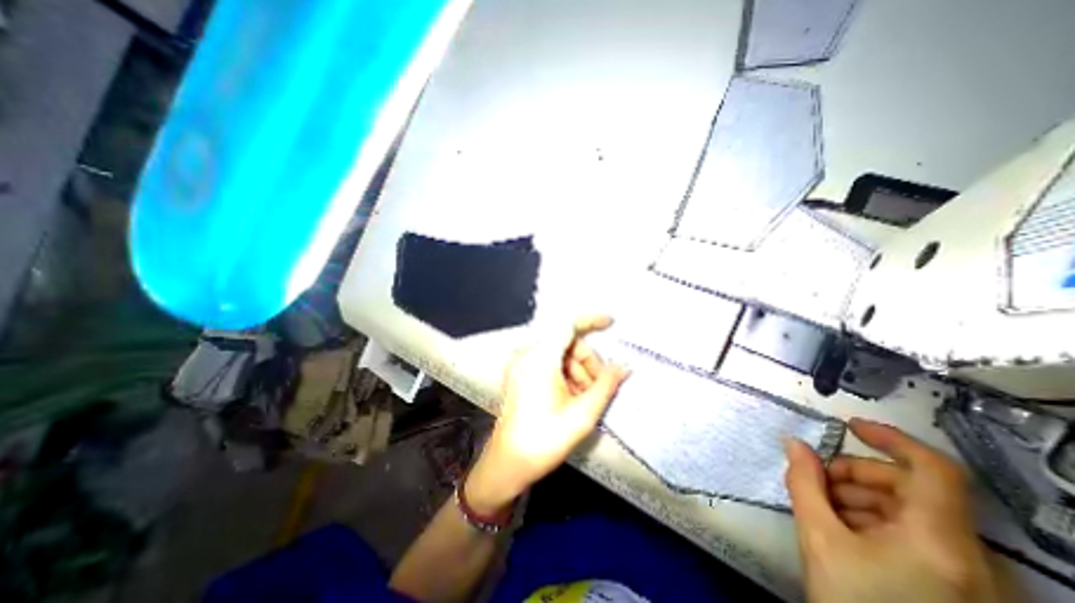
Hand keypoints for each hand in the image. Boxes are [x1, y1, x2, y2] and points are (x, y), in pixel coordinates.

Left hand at [464, 317, 631, 512]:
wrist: (508, 463)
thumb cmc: (545, 440)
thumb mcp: (582, 414)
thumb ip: (606, 385)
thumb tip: (624, 367)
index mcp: (539, 358)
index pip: (567, 325)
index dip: (591, 321)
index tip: (611, 323)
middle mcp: (526, 353)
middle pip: (566, 342)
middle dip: (588, 360)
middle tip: (601, 386)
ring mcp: (520, 362)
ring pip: (559, 353)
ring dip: (578, 370)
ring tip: (587, 397)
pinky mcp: (519, 372)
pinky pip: (548, 362)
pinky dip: (565, 373)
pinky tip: (572, 396)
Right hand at [787, 419, 1003, 602]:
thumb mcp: (819, 537)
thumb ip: (803, 482)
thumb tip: (793, 443)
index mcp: (938, 539)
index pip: (933, 469)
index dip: (891, 438)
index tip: (850, 427)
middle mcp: (966, 553)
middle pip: (910, 486)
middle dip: (856, 474)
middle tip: (816, 479)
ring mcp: (964, 571)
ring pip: (908, 508)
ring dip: (859, 495)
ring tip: (823, 506)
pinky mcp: (954, 583)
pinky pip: (913, 531)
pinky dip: (873, 518)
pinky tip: (843, 528)